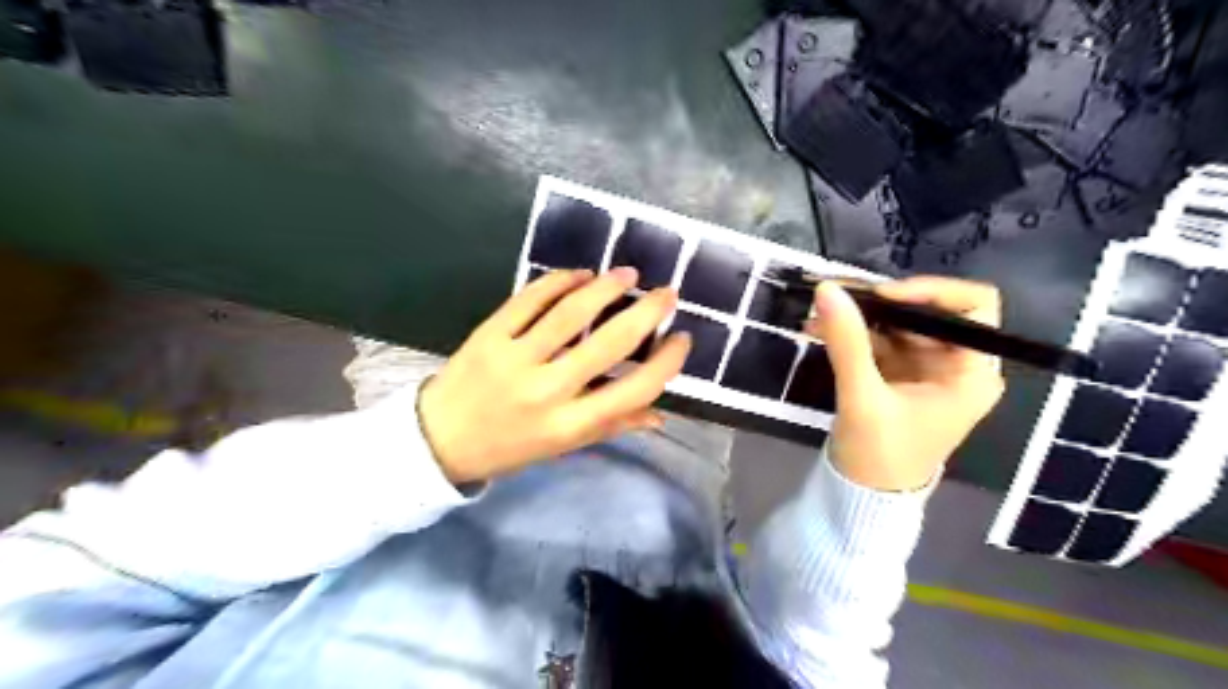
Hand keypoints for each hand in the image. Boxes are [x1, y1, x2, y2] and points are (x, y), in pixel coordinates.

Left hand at [417, 266, 687, 481]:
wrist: (440, 439)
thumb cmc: (510, 446)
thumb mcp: (563, 447)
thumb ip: (612, 427)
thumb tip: (660, 416)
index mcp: (569, 425)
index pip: (634, 390)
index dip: (666, 362)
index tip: (681, 339)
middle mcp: (547, 391)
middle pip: (609, 344)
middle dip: (646, 312)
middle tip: (667, 293)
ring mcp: (515, 359)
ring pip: (571, 313)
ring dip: (606, 287)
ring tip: (627, 274)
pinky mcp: (489, 334)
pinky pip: (530, 299)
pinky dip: (559, 281)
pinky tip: (581, 274)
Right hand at [814, 278, 1002, 491]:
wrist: (863, 497)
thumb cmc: (879, 455)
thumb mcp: (862, 398)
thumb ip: (847, 342)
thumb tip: (828, 290)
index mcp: (970, 373)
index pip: (972, 307)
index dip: (930, 291)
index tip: (882, 295)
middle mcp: (954, 364)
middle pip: (926, 312)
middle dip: (880, 303)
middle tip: (835, 295)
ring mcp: (924, 369)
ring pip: (897, 324)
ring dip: (859, 316)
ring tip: (817, 312)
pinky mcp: (898, 375)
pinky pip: (877, 341)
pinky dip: (851, 333)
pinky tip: (817, 330)